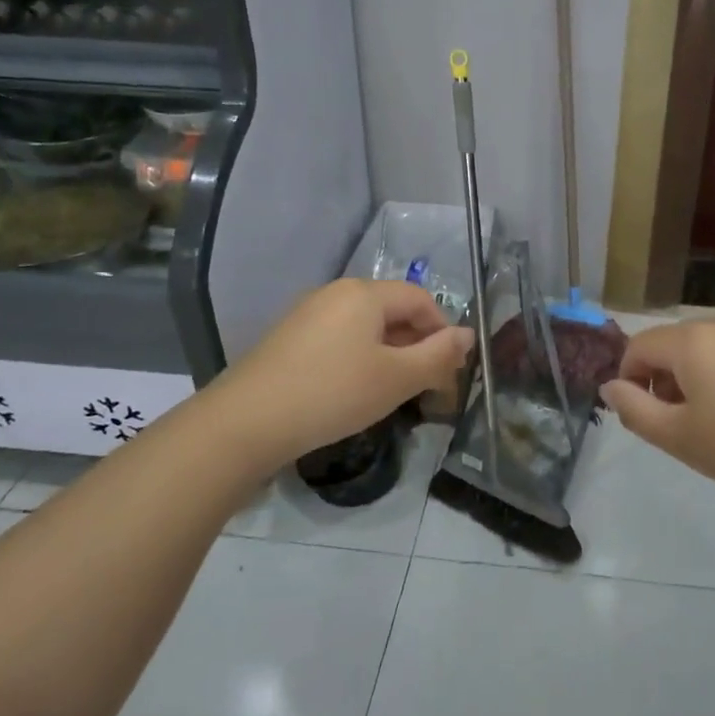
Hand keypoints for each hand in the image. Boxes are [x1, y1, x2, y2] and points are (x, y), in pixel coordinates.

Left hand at [211, 279, 472, 472]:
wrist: (246, 422)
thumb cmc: (332, 393)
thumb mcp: (396, 378)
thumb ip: (438, 356)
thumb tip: (468, 335)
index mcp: (365, 293)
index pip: (420, 300)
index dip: (443, 331)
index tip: (449, 370)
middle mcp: (336, 293)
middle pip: (393, 310)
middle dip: (417, 345)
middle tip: (426, 387)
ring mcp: (308, 314)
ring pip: (366, 327)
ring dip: (390, 354)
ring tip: (393, 392)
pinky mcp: (289, 338)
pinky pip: (340, 339)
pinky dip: (360, 359)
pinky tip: (355, 391)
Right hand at [600, 314, 714, 504]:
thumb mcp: (679, 438)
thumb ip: (634, 409)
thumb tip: (610, 386)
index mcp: (692, 341)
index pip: (639, 345)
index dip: (629, 377)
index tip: (643, 412)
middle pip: (677, 343)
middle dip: (667, 378)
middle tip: (682, 423)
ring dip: (703, 375)